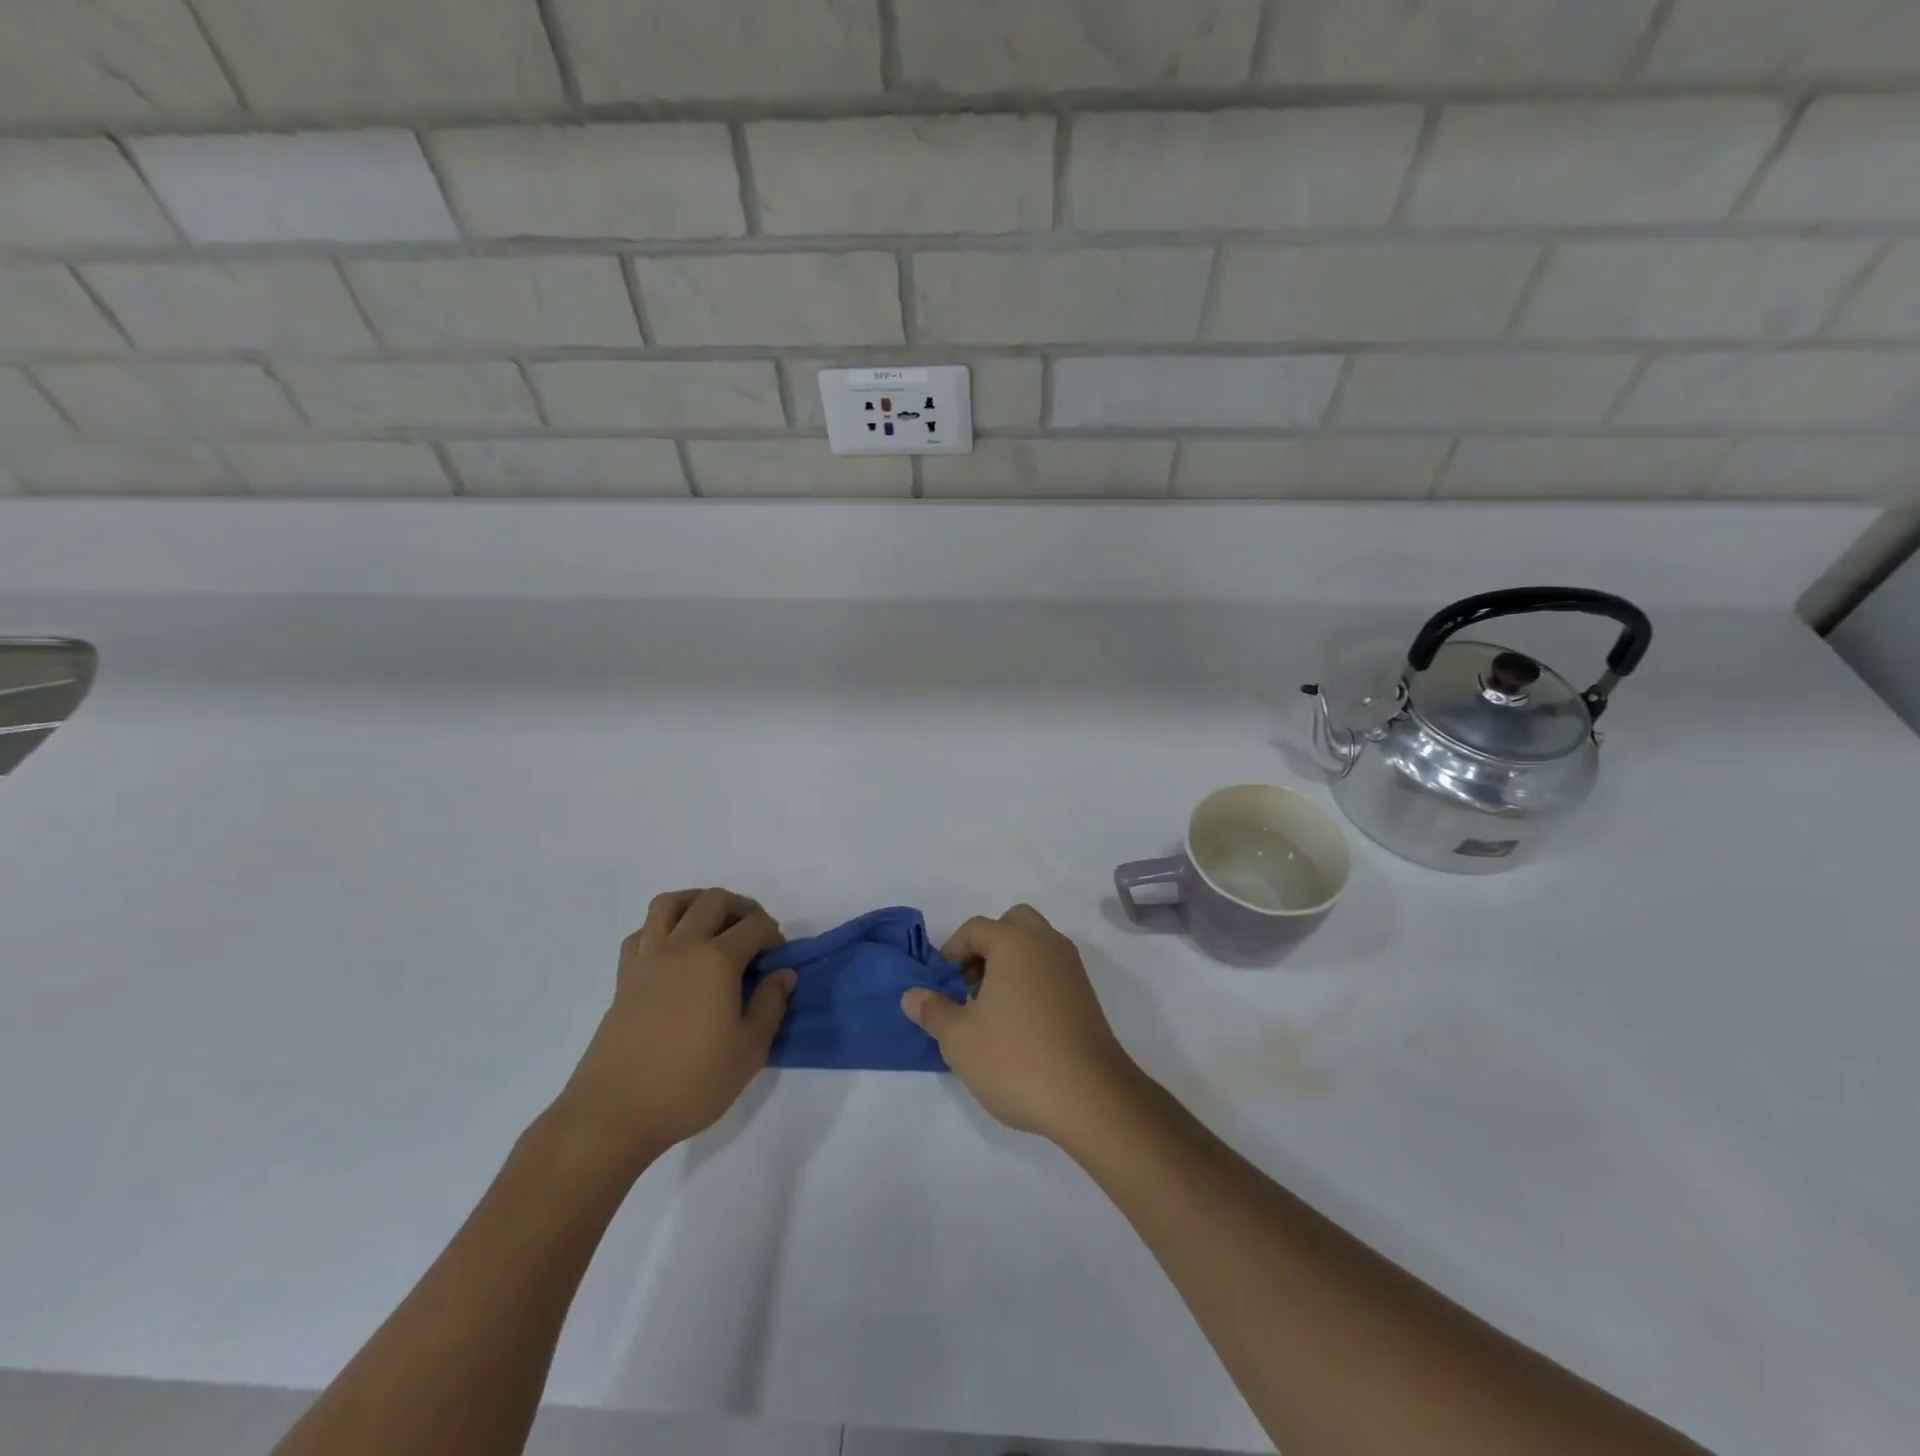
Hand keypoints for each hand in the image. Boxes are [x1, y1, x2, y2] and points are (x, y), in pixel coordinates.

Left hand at [560, 889, 791, 1167]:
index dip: (774, 935)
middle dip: (741, 908)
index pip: (754, 926)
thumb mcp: (749, 1051)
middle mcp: (681, 947)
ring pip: (669, 904)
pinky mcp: (624, 978)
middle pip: (713, 901)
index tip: (780, 958)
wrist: (614, 1113)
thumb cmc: (691, 1083)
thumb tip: (783, 974)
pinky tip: (674, 952)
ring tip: (712, 924)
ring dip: (696, 903)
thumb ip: (770, 1006)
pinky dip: (661, 929)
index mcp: (716, 960)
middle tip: (754, 933)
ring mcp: (647, 959)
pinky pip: (642, 933)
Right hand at [902, 904, 1141, 1144]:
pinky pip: (1051, 970)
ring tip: (991, 1009)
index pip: (976, 928)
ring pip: (1035, 945)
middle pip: (1013, 924)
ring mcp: (1071, 969)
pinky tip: (1019, 1024)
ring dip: (1010, 963)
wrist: (1091, 1098)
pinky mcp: (1086, 996)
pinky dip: (1032, 980)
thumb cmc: (1016, 1059)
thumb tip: (911, 995)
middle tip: (971, 985)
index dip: (952, 951)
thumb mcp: (959, 1040)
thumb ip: (933, 1011)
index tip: (942, 985)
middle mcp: (1047, 944)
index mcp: (1015, 943)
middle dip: (987, 946)